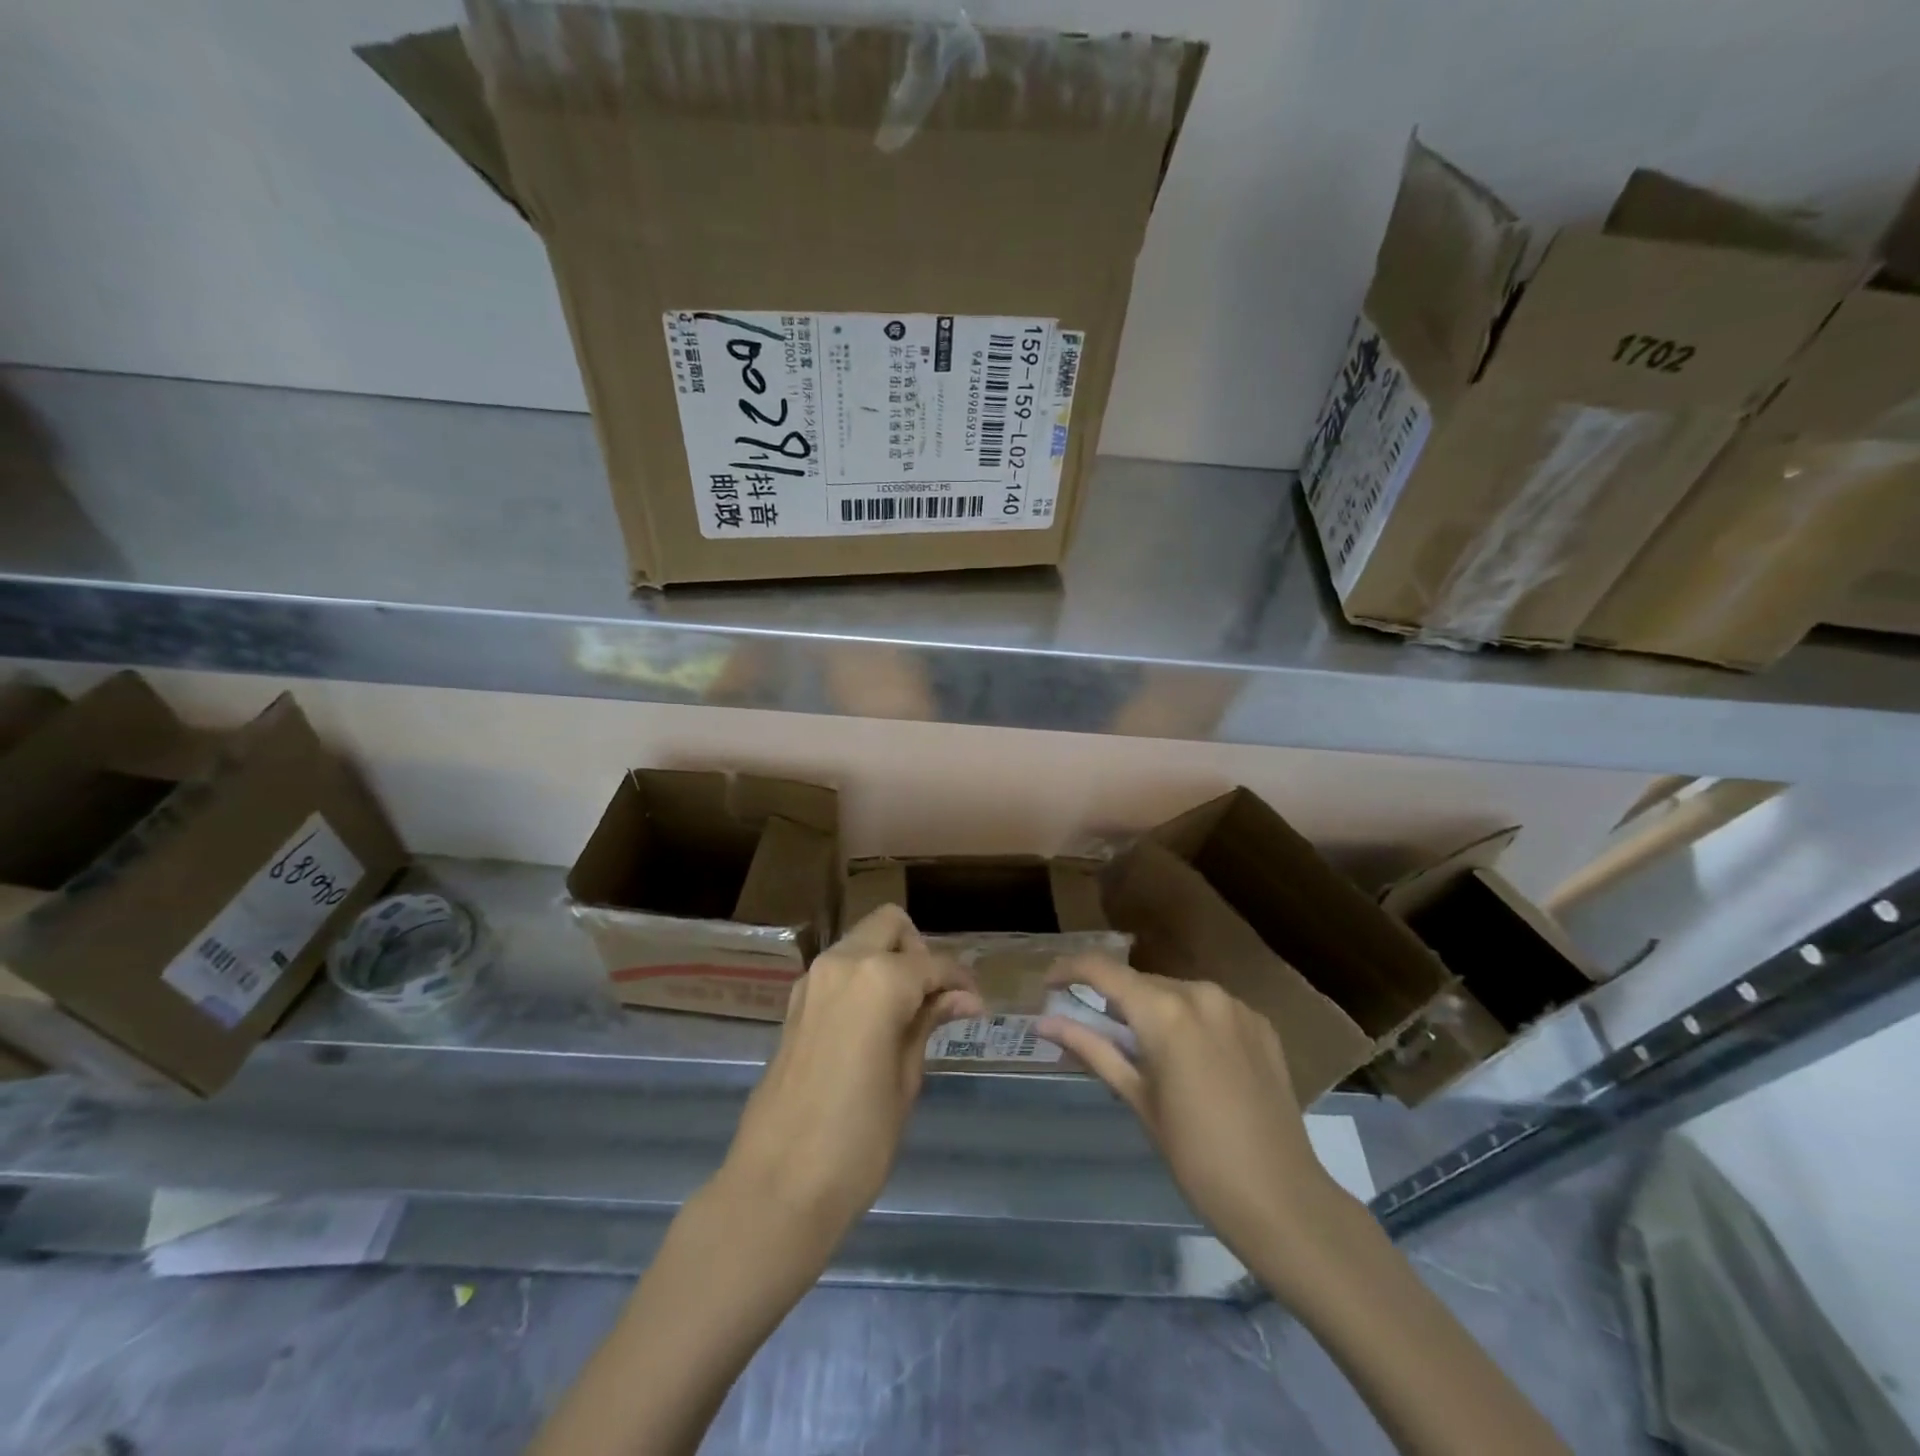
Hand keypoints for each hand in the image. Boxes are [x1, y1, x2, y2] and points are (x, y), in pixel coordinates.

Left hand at [717, 904, 983, 1247]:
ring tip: (910, 1013)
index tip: (977, 1006)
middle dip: (918, 951)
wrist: (777, 1187)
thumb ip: (929, 1023)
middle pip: (889, 925)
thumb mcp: (906, 1079)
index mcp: (878, 979)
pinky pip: (839, 969)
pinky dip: (863, 978)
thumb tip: (963, 998)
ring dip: (889, 961)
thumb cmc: (858, 1139)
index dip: (960, 982)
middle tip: (935, 999)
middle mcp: (842, 963)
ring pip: (861, 942)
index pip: (932, 964)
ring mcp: (812, 980)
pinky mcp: (794, 1003)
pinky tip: (876, 1023)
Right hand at [1037, 955, 1353, 1280]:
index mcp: (1166, 1012)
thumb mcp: (1137, 1099)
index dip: (1069, 970)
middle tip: (1093, 1031)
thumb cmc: (1196, 1156)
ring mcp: (1237, 1006)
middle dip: (1113, 1000)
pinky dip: (1188, 1021)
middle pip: (1141, 982)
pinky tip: (1189, 1058)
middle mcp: (1202, 993)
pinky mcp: (1261, 1024)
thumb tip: (1043, 1023)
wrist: (1282, 1200)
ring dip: (1152, 1010)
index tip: (1048, 984)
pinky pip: (1210, 1008)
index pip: (1103, 971)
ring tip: (1143, 1051)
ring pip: (1176, 992)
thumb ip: (1090, 1049)